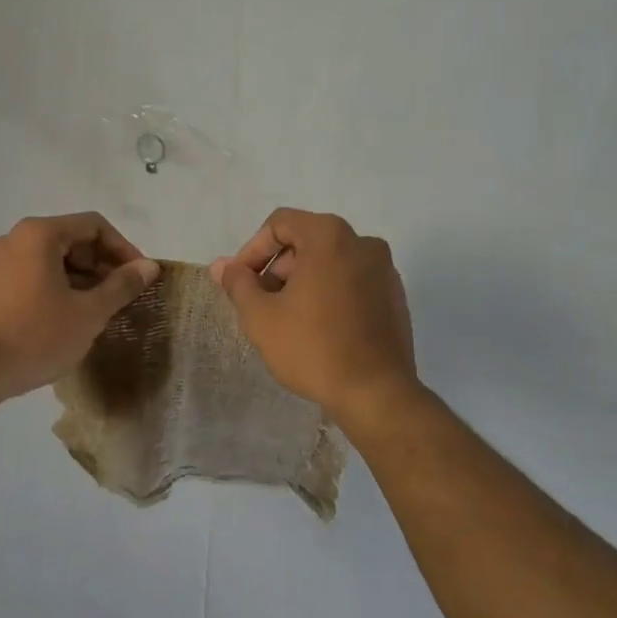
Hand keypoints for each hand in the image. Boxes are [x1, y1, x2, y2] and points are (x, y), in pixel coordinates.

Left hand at [0, 213, 159, 400]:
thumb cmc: (35, 336)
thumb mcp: (88, 313)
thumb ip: (121, 286)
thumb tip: (148, 266)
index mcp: (39, 234)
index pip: (94, 225)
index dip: (123, 249)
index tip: (138, 279)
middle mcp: (13, 238)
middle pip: (70, 240)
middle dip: (100, 266)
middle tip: (119, 298)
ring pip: (50, 260)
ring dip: (79, 280)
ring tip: (95, 313)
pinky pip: (30, 276)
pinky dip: (54, 289)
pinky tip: (64, 320)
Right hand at [210, 208, 417, 420]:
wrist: (375, 393)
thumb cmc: (312, 348)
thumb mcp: (261, 316)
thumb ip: (238, 283)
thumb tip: (221, 265)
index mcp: (330, 236)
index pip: (280, 223)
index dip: (252, 250)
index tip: (241, 282)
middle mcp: (363, 242)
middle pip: (307, 240)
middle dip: (278, 267)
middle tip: (261, 303)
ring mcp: (384, 270)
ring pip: (331, 262)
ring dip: (303, 281)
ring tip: (287, 318)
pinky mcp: (395, 297)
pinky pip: (353, 281)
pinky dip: (330, 293)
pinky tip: (318, 328)